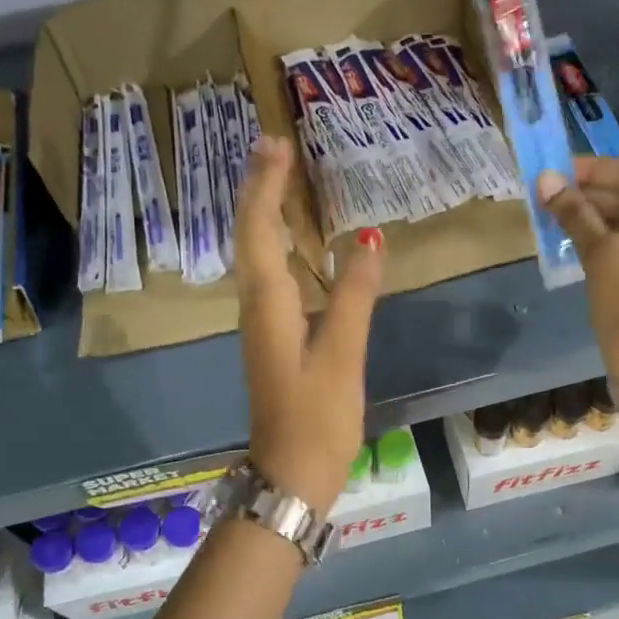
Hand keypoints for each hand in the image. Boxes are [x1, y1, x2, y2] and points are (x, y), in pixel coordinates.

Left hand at [235, 136, 384, 514]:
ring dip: (267, 213)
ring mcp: (263, 323)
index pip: (260, 230)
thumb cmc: (317, 417)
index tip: (276, 143)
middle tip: (277, 147)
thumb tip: (367, 237)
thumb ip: (354, 296)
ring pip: (258, 254)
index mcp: (268, 304)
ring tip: (285, 180)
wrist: (291, 474)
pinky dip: (281, 245)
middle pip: (251, 235)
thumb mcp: (341, 355)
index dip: (265, 185)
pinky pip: (272, 276)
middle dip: (260, 188)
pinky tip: (300, 243)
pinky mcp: (275, 338)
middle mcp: (257, 306)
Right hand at [537, 157, 618, 438]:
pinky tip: (571, 241)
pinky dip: (605, 243)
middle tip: (546, 194)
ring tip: (551, 215)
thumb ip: (575, 213)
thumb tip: (544, 179)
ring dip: (593, 220)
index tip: (554, 169)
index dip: (592, 171)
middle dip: (590, 197)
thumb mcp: (603, 254)